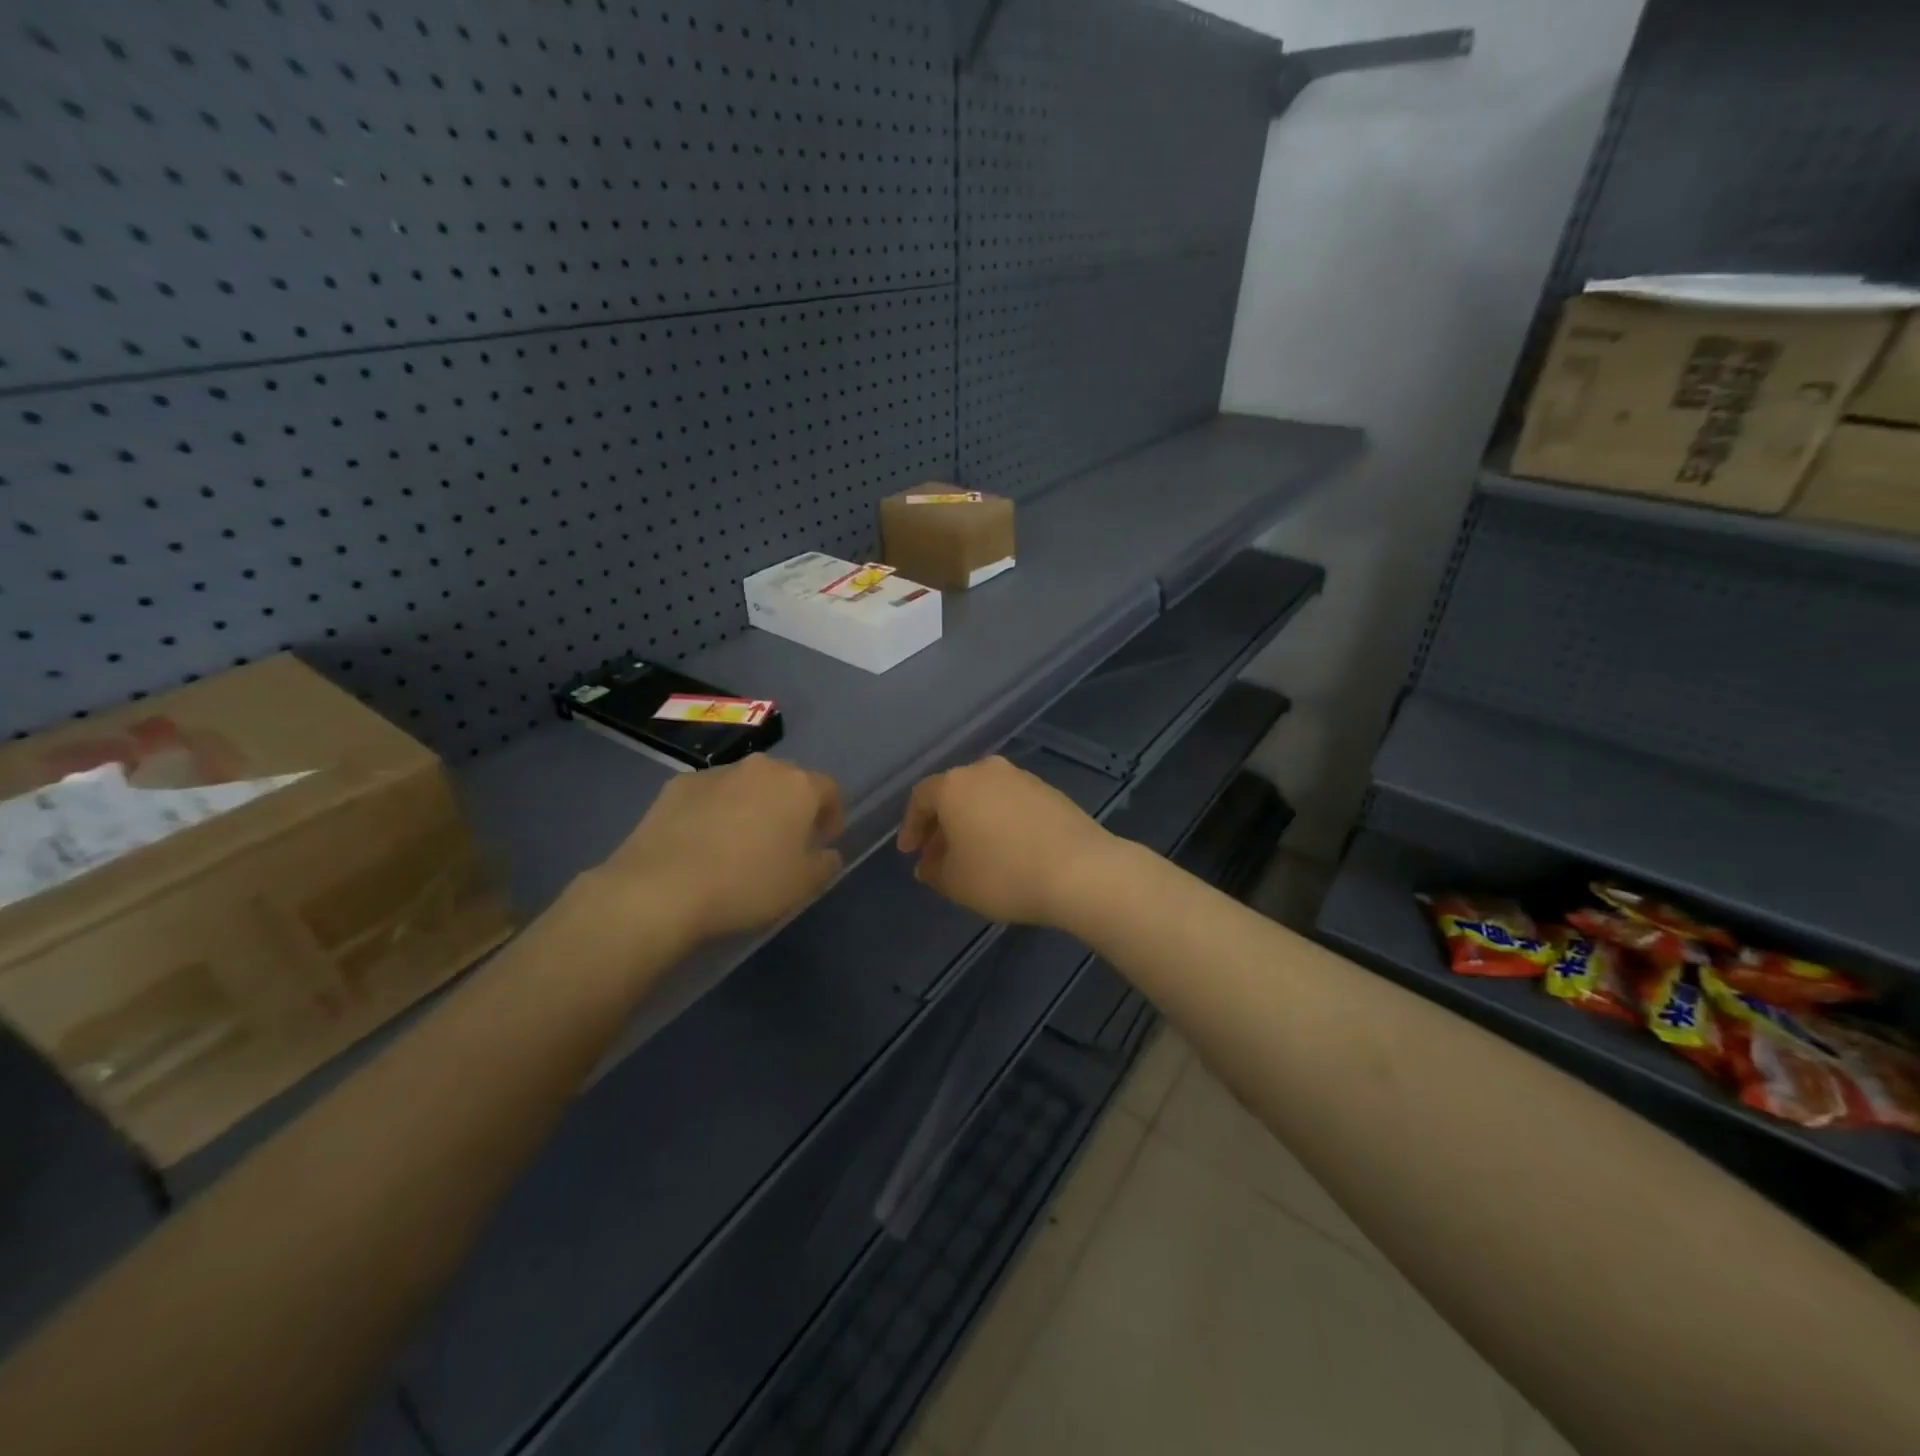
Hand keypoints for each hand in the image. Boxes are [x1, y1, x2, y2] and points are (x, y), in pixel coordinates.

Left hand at [585, 754, 844, 947]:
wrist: (661, 888)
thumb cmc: (747, 885)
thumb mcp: (803, 886)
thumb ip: (825, 864)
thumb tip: (827, 852)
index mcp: (798, 785)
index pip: (829, 789)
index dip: (832, 815)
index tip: (823, 841)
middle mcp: (761, 768)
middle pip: (787, 781)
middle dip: (791, 807)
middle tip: (784, 842)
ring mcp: (716, 773)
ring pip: (747, 785)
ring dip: (752, 806)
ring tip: (740, 844)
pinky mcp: (678, 785)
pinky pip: (710, 795)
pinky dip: (715, 811)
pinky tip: (703, 844)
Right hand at [897, 756, 1116, 925]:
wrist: (1080, 870)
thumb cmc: (1004, 874)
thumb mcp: (956, 882)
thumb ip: (933, 870)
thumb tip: (928, 864)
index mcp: (955, 785)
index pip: (921, 798)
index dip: (911, 826)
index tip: (910, 853)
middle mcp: (986, 771)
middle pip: (954, 794)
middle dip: (942, 825)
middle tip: (938, 855)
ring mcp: (1021, 777)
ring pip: (984, 797)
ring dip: (972, 822)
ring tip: (973, 855)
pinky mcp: (1049, 790)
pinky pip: (1011, 803)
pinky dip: (1000, 821)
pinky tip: (1006, 849)